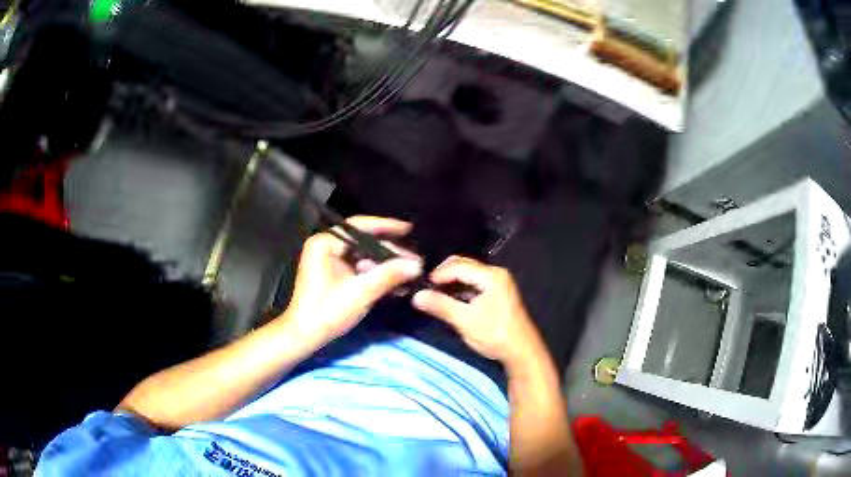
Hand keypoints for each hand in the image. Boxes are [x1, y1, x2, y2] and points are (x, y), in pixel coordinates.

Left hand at [282, 216, 422, 346]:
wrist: (305, 337)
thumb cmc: (327, 311)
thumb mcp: (361, 292)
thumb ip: (389, 275)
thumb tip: (418, 265)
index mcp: (325, 244)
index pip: (359, 227)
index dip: (386, 226)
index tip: (408, 229)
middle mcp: (326, 247)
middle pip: (364, 242)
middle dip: (390, 253)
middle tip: (415, 261)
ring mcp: (330, 262)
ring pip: (364, 257)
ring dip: (386, 266)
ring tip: (410, 274)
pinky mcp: (335, 276)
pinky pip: (360, 269)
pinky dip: (377, 275)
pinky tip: (397, 285)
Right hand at [412, 256, 543, 365]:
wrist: (522, 352)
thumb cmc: (495, 334)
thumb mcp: (465, 320)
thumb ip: (441, 305)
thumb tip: (416, 296)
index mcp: (491, 276)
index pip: (458, 266)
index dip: (438, 274)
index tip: (421, 284)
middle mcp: (496, 274)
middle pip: (464, 266)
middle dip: (444, 275)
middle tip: (426, 287)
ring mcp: (499, 283)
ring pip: (469, 275)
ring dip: (452, 282)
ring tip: (435, 294)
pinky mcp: (499, 294)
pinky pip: (475, 284)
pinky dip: (461, 289)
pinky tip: (451, 300)